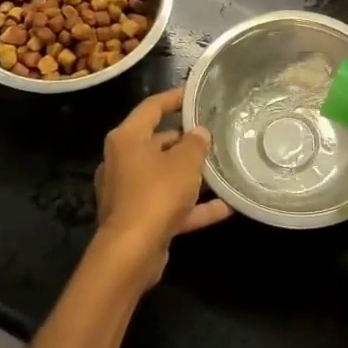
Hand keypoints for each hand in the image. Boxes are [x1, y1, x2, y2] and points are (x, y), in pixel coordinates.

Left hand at [93, 86, 232, 288]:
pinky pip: (169, 204)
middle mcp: (123, 161)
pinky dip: (192, 205)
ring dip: (191, 175)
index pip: (152, 107)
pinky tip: (224, 206)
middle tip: (215, 134)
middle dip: (186, 140)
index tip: (196, 94)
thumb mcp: (184, 162)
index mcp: (127, 139)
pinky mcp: (137, 219)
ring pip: (165, 175)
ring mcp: (128, 192)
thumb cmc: (156, 194)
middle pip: (158, 142)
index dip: (175, 97)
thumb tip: (199, 132)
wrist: (131, 253)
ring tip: (222, 168)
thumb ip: (196, 143)